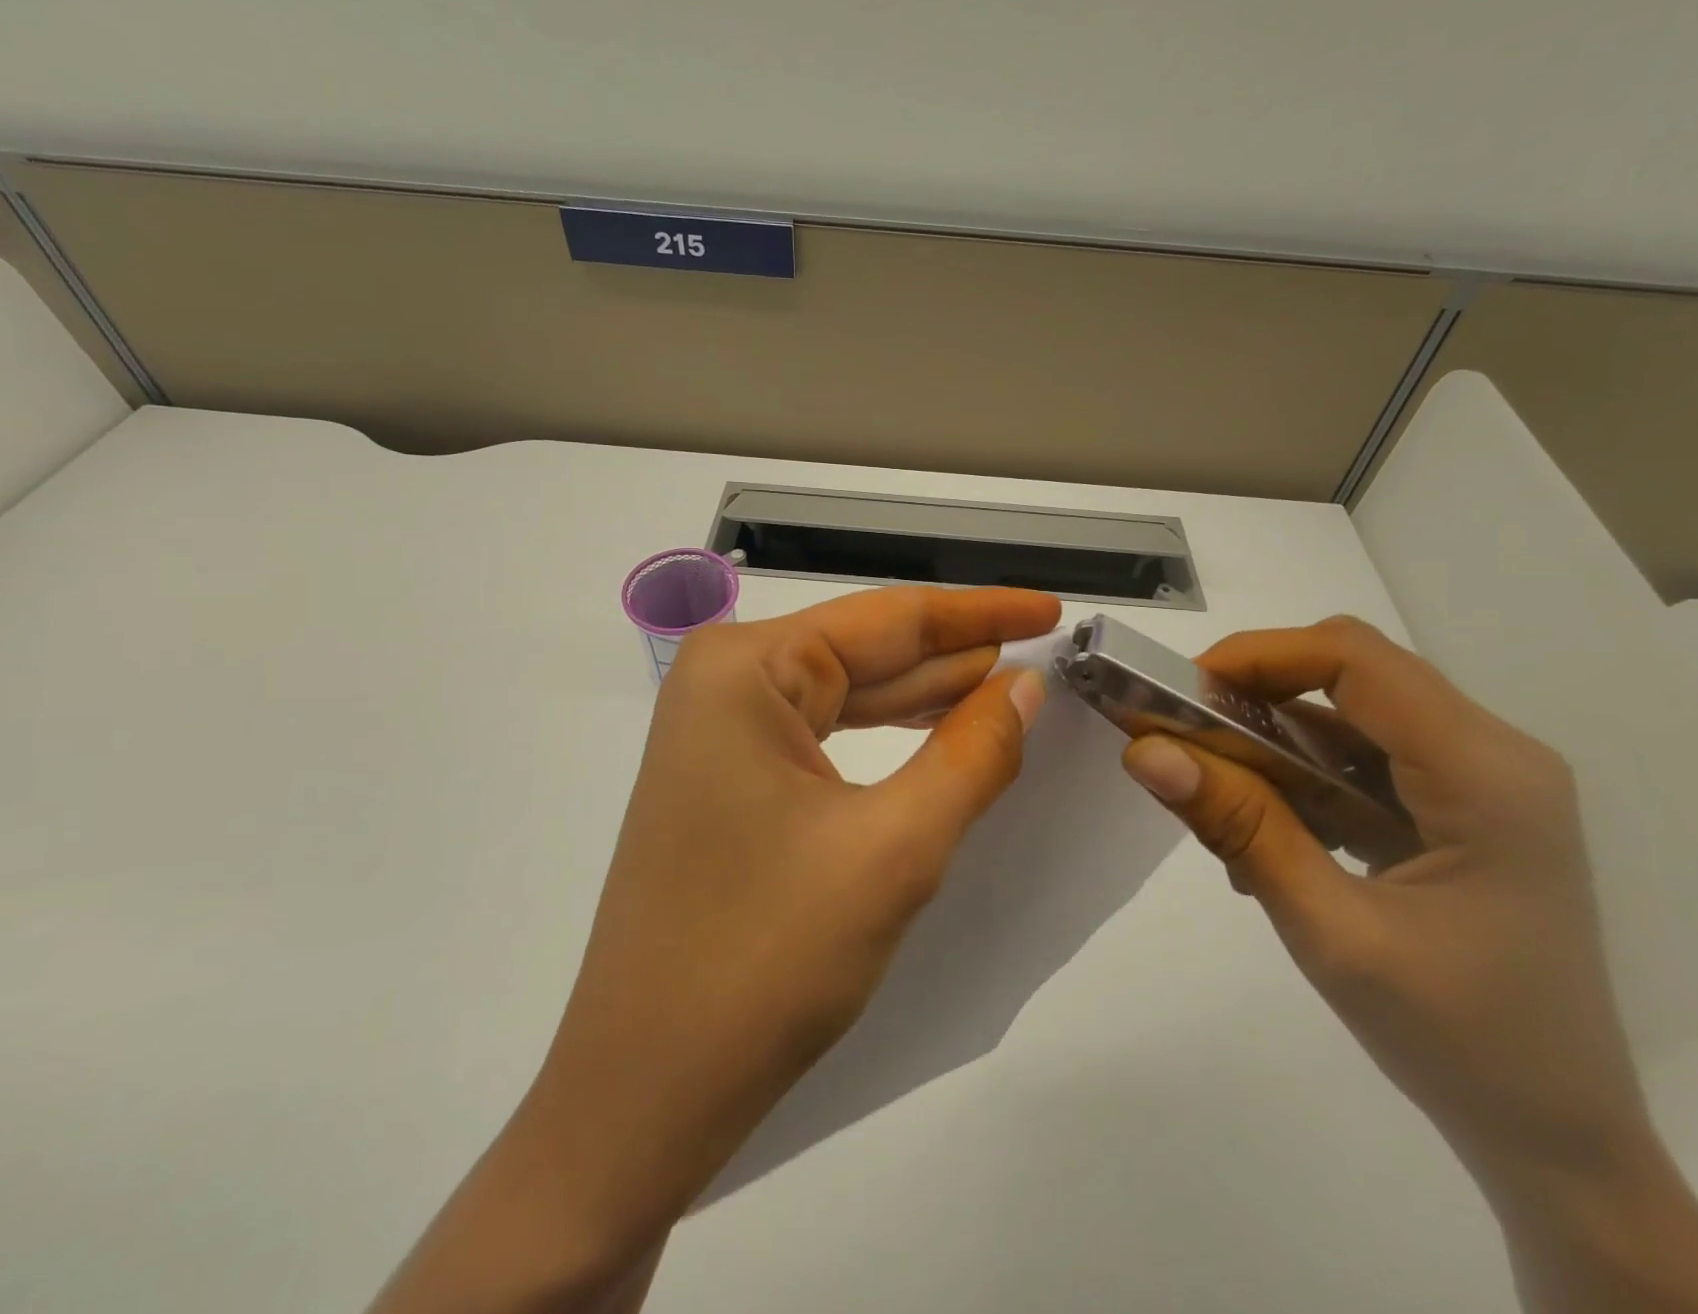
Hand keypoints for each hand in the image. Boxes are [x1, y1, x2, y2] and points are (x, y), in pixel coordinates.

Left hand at [372, 586, 1057, 1312]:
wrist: (645, 1090)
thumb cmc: (765, 959)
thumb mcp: (894, 848)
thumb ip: (972, 753)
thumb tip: (1028, 684)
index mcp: (746, 667)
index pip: (888, 618)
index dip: (980, 613)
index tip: (1052, 606)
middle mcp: (726, 680)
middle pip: (867, 651)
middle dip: (958, 655)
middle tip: (1049, 648)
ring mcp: (722, 731)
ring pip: (850, 695)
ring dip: (929, 696)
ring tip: (1013, 684)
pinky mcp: (730, 778)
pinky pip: (827, 736)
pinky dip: (889, 737)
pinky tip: (944, 734)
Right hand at [1122, 617, 1697, 1312]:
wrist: (1561, 1144)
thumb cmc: (1460, 1042)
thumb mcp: (1331, 932)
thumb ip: (1238, 827)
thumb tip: (1145, 750)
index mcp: (1485, 773)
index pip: (1354, 657)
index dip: (1257, 656)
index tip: (1180, 695)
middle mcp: (1491, 755)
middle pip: (1349, 675)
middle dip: (1253, 694)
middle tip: (1182, 740)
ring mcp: (1478, 782)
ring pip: (1345, 717)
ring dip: (1268, 743)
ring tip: (1212, 800)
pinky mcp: (1457, 810)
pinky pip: (1358, 762)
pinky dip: (1295, 780)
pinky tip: (1261, 835)